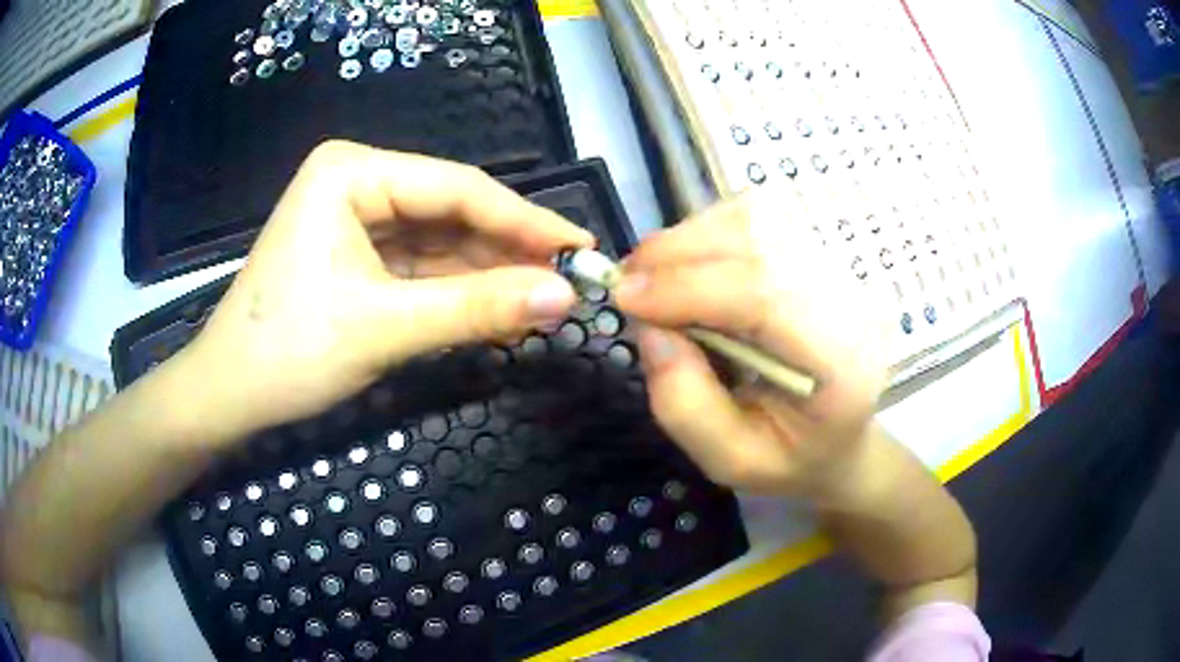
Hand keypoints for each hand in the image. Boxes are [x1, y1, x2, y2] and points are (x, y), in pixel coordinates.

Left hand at [182, 141, 593, 441]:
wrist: (228, 397)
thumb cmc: (287, 352)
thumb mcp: (385, 327)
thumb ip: (477, 309)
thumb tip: (565, 297)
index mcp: (351, 172)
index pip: (456, 188)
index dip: (524, 220)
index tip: (581, 248)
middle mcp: (357, 182)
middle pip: (451, 213)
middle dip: (508, 250)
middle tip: (570, 280)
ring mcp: (357, 220)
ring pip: (441, 242)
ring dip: (489, 274)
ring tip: (546, 300)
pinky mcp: (358, 256)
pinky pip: (422, 267)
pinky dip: (459, 291)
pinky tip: (500, 307)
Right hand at [614, 194, 889, 497]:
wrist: (840, 436)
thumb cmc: (791, 457)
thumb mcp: (732, 460)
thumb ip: (686, 406)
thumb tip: (649, 329)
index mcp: (841, 363)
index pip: (766, 296)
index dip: (689, 288)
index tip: (625, 298)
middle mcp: (850, 300)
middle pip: (761, 242)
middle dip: (679, 254)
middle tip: (627, 283)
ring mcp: (840, 267)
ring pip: (756, 218)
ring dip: (690, 238)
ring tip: (652, 276)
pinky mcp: (821, 250)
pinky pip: (758, 216)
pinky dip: (708, 231)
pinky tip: (688, 265)